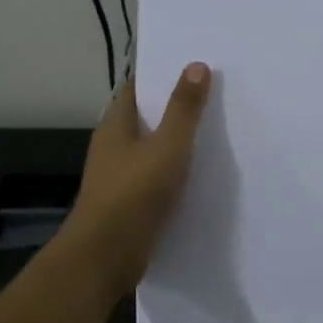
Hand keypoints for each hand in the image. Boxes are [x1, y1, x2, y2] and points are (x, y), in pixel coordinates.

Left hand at [63, 63, 211, 294]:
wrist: (106, 257)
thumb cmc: (134, 193)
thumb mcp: (168, 146)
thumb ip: (184, 109)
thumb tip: (196, 65)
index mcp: (115, 126)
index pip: (136, 89)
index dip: (162, 76)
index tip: (193, 67)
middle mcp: (113, 147)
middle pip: (146, 118)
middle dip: (175, 108)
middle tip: (214, 98)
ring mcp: (119, 177)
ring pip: (152, 150)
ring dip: (177, 143)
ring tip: (216, 134)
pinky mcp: (129, 204)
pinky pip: (156, 178)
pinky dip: (176, 173)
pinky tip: (201, 176)